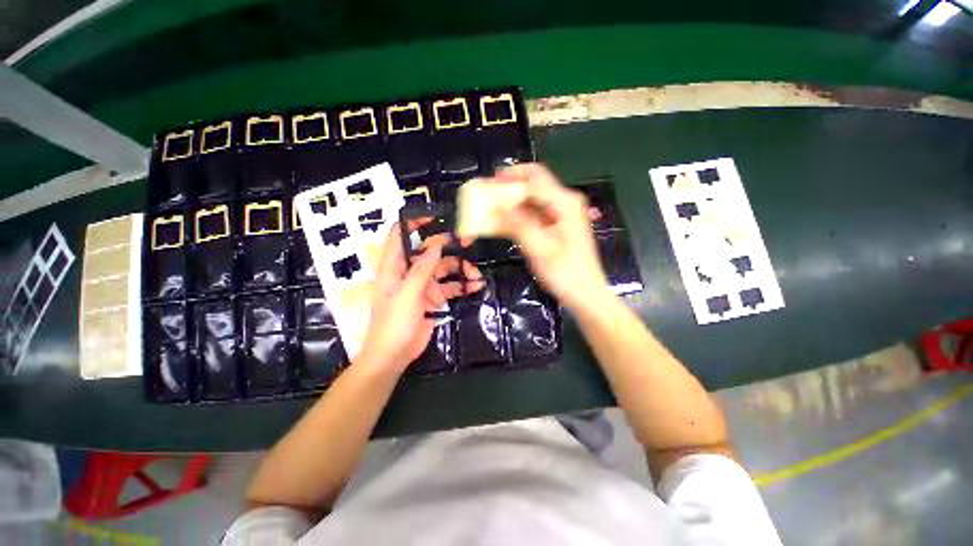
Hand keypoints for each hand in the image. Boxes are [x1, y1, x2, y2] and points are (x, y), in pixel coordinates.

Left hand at [358, 224, 482, 372]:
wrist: (394, 355)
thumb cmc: (394, 323)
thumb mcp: (408, 293)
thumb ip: (422, 269)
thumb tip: (436, 245)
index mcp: (395, 266)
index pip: (399, 236)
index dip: (413, 223)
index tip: (435, 217)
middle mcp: (409, 272)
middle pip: (430, 252)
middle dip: (450, 248)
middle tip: (470, 244)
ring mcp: (423, 286)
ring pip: (444, 270)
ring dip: (461, 270)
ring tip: (477, 275)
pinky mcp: (433, 299)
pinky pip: (450, 288)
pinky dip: (462, 286)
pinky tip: (476, 287)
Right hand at [493, 163, 609, 310]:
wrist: (585, 294)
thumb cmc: (566, 273)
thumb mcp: (540, 249)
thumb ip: (517, 224)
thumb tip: (495, 205)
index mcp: (564, 202)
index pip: (533, 177)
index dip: (509, 178)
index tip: (487, 186)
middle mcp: (563, 203)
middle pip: (532, 184)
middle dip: (508, 188)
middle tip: (486, 195)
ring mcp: (559, 215)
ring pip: (530, 199)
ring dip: (510, 203)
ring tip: (489, 210)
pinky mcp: (554, 227)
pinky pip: (531, 214)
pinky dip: (516, 217)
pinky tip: (502, 224)